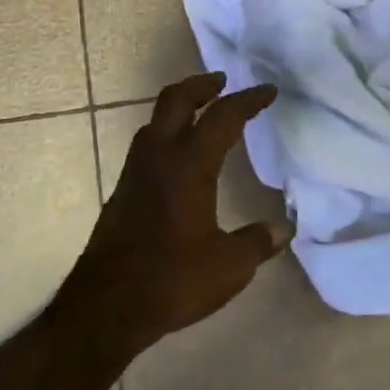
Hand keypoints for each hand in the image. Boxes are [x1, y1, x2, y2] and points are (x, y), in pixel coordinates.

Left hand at [55, 72, 292, 358]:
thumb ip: (258, 242)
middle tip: (223, 82)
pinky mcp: (122, 192)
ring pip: (154, 120)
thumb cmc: (172, 280)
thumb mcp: (229, 266)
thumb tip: (283, 229)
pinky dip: (166, 134)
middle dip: (202, 85)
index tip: (268, 91)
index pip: (223, 117)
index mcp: (189, 165)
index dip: (248, 99)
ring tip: (202, 113)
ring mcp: (134, 173)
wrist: (106, 307)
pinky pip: (146, 145)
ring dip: (180, 107)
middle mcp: (159, 158)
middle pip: (176, 100)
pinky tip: (178, 159)